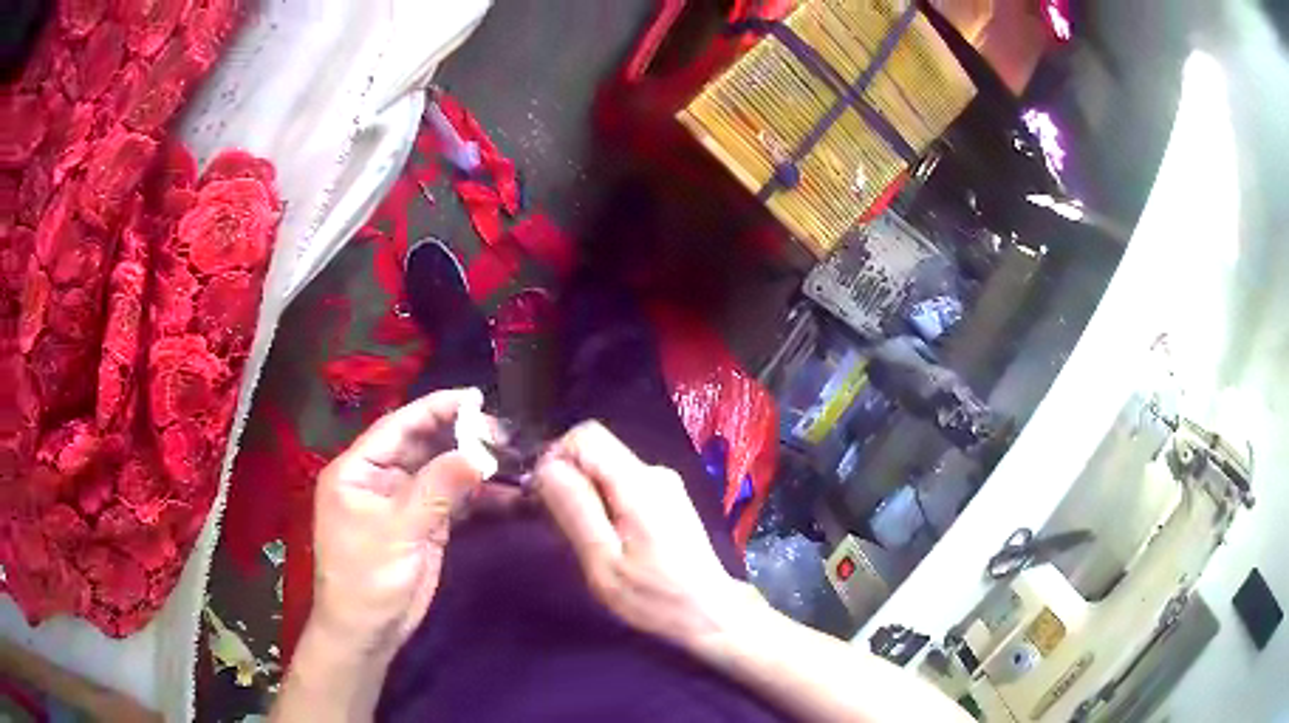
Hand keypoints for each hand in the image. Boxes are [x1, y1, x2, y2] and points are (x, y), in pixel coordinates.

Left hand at [309, 388, 490, 658]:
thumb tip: (478, 453)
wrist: (369, 632)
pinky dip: (476, 497)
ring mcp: (403, 503)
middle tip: (501, 433)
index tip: (475, 397)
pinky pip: (452, 501)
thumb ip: (437, 489)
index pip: (398, 427)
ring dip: (472, 466)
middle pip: (422, 446)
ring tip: (510, 458)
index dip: (435, 408)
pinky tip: (505, 493)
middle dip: (459, 436)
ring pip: (440, 472)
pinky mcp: (423, 526)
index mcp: (358, 469)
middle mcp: (380, 479)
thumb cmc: (367, 578)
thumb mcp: (398, 531)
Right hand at [534, 422, 752, 650]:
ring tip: (583, 540)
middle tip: (559, 526)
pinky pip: (623, 486)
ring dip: (585, 496)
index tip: (545, 498)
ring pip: (607, 470)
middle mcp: (654, 472)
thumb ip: (576, 510)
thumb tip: (547, 467)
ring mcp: (664, 485)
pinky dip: (604, 504)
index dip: (556, 458)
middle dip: (568, 480)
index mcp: (639, 482)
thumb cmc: (656, 597)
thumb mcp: (604, 562)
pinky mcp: (668, 500)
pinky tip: (607, 541)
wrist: (711, 614)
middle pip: (596, 452)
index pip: (585, 436)